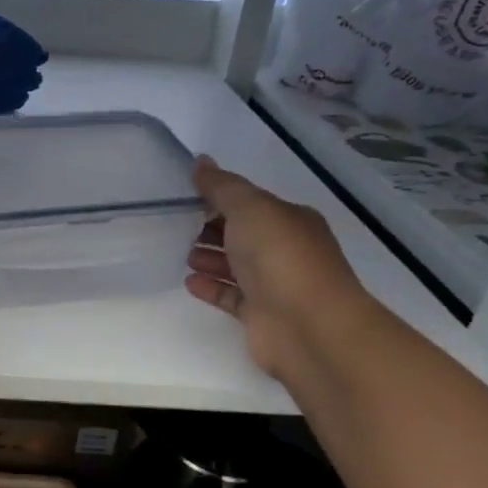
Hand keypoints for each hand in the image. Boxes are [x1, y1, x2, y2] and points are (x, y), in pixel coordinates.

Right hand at [186, 155, 375, 379]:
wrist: (309, 326)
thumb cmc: (281, 258)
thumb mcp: (250, 208)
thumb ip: (221, 186)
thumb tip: (200, 161)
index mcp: (290, 220)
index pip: (251, 204)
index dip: (220, 199)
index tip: (186, 198)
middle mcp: (286, 251)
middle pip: (243, 235)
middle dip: (212, 229)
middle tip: (177, 226)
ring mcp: (275, 285)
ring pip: (236, 267)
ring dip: (210, 258)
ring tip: (182, 254)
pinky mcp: (261, 316)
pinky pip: (231, 296)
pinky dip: (211, 288)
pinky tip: (189, 282)